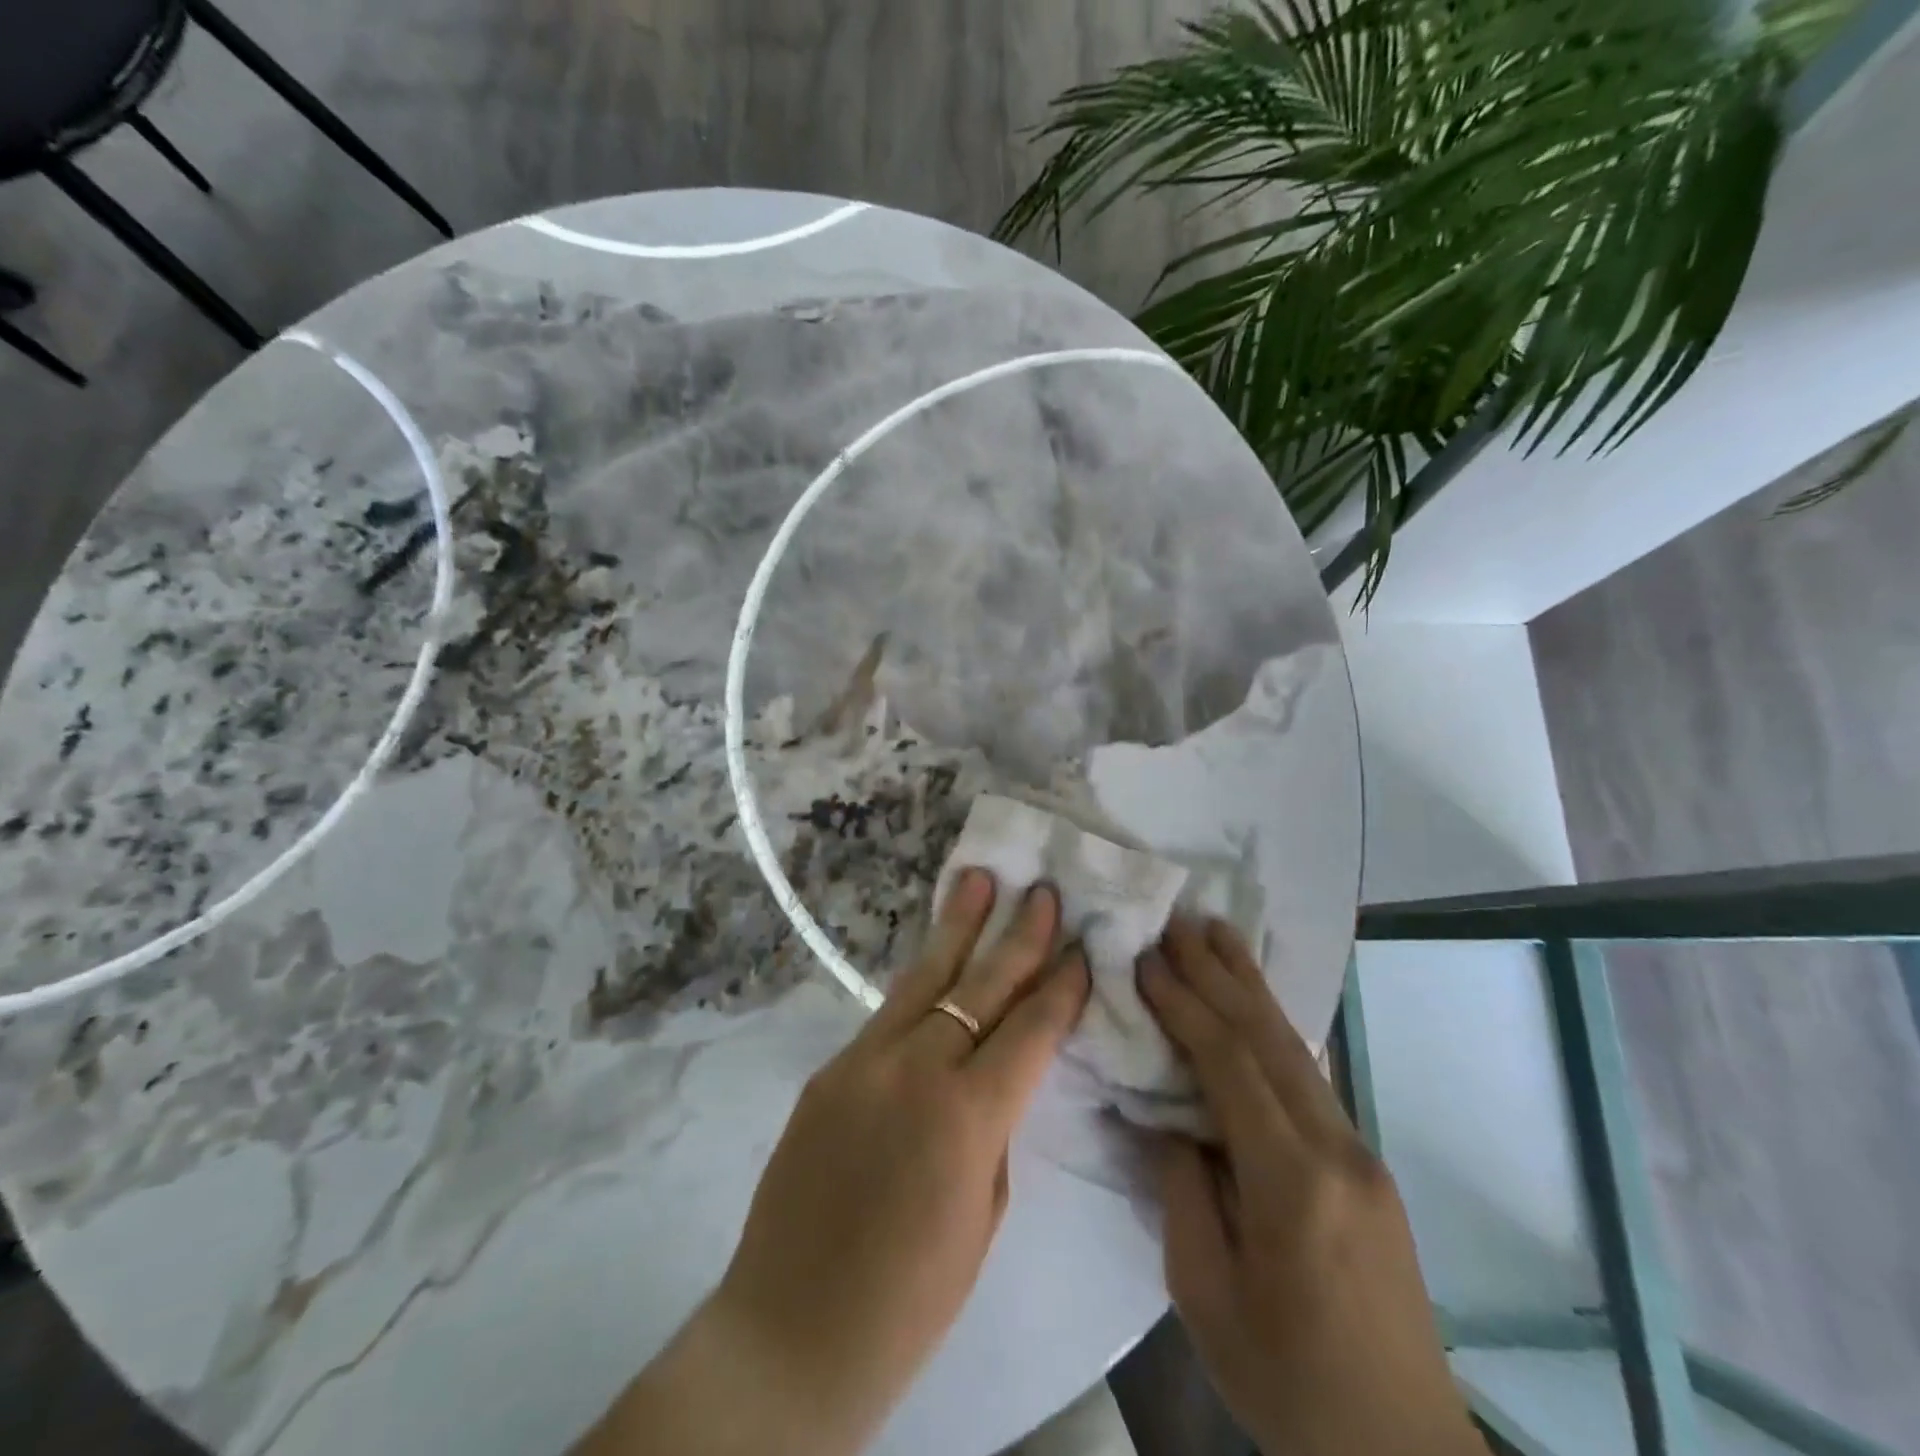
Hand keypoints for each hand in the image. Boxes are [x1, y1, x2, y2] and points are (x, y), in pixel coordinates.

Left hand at [580, 869, 1089, 1455]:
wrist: (792, 1328)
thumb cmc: (910, 1297)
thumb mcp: (982, 1215)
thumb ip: (993, 1129)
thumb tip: (997, 1073)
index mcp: (968, 1117)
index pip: (1029, 1030)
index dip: (1060, 987)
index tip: (1081, 948)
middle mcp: (917, 1069)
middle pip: (980, 985)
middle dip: (1018, 935)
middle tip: (1042, 890)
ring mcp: (865, 1061)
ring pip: (925, 978)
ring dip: (957, 926)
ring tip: (978, 878)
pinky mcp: (830, 1068)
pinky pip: (887, 1014)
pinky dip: (920, 980)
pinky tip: (935, 957)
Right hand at [1138, 919, 1482, 1455]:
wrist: (1400, 1454)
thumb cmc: (1286, 1383)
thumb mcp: (1204, 1292)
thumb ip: (1182, 1187)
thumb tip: (1168, 1115)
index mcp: (1291, 1183)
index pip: (1229, 1064)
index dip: (1184, 1004)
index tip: (1146, 957)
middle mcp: (1335, 1149)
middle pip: (1268, 1037)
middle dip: (1218, 971)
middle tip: (1178, 918)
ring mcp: (1359, 1152)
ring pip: (1294, 1047)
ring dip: (1251, 985)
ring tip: (1218, 932)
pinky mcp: (1365, 1165)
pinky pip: (1307, 1076)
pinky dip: (1272, 1026)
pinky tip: (1254, 1002)